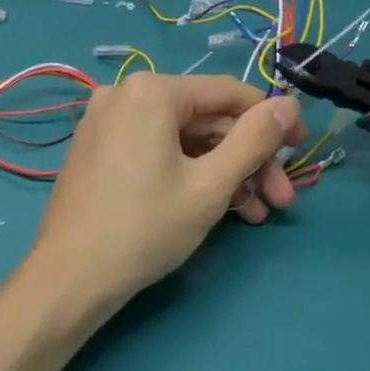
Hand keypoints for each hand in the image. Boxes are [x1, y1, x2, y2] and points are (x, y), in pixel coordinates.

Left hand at [32, 73, 306, 306]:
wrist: (68, 280)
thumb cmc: (144, 228)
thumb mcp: (210, 185)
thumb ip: (254, 140)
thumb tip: (289, 104)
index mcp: (152, 91)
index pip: (229, 93)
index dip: (271, 120)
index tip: (301, 148)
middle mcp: (127, 94)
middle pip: (207, 119)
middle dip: (248, 159)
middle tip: (280, 199)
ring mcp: (108, 121)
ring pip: (184, 138)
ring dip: (224, 172)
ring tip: (254, 214)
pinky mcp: (100, 149)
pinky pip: (157, 149)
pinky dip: (189, 173)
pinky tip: (217, 208)